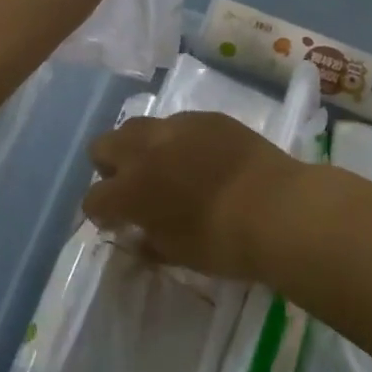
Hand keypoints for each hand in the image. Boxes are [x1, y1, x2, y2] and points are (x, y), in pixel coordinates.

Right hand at [84, 112, 308, 281]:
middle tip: (132, 187)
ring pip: (138, 126)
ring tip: (164, 167)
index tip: (117, 223)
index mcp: (130, 189)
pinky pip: (178, 123)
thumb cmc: (223, 242)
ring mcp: (176, 127)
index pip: (94, 198)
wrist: (277, 208)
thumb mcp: (178, 254)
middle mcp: (144, 150)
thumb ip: (149, 241)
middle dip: (109, 167)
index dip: (101, 213)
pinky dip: (177, 140)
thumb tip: (138, 235)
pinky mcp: (206, 117)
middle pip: (103, 146)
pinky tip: (200, 158)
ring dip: (140, 147)